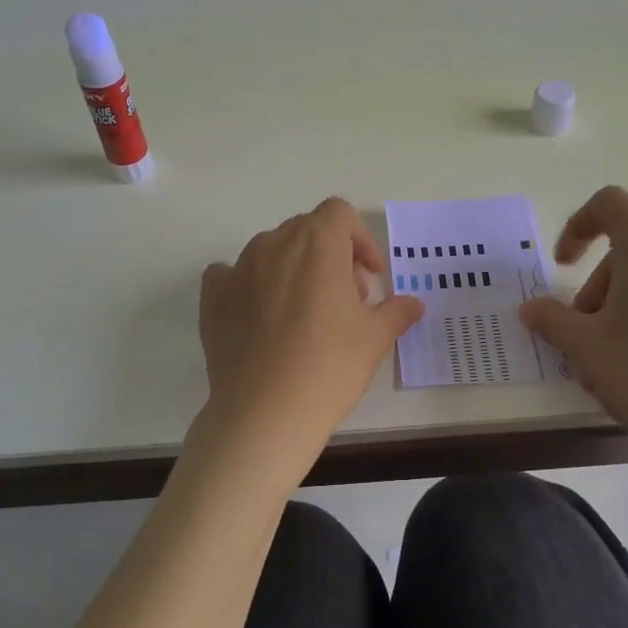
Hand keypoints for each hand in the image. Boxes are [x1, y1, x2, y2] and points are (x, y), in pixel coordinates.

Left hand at [192, 198, 424, 490]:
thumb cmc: (329, 367)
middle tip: (346, 298)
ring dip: (293, 268)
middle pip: (306, 230)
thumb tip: (414, 304)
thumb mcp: (375, 339)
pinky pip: (231, 274)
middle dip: (331, 254)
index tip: (370, 277)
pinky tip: (260, 315)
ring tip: (306, 312)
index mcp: (317, 243)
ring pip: (271, 250)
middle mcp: (274, 244)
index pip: (339, 214)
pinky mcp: (212, 296)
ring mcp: (238, 268)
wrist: (265, 414)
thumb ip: (396, 311)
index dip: (360, 239)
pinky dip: (250, 284)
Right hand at [519, 186, 627, 467]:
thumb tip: (531, 309)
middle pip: (623, 255)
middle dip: (592, 292)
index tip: (562, 265)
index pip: (610, 205)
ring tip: (599, 366)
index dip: (577, 225)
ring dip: (611, 314)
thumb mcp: (582, 344)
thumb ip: (550, 318)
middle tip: (578, 338)